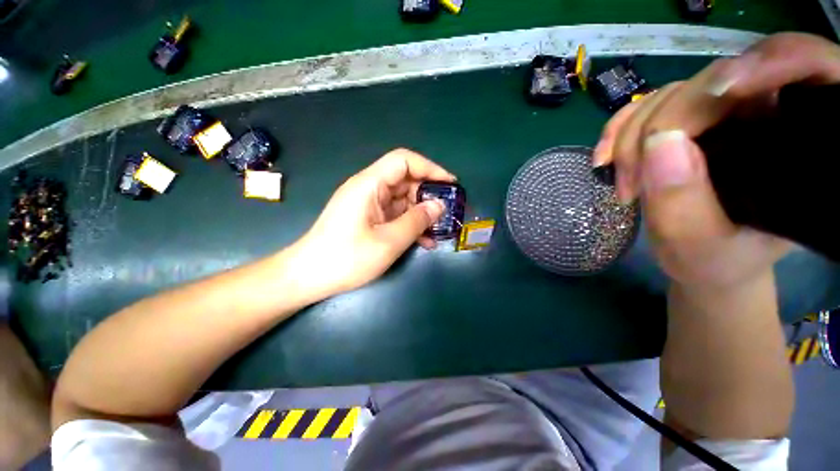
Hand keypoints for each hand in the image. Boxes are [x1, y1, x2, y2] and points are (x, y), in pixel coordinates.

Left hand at [290, 148, 455, 297]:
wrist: (309, 277)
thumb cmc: (346, 258)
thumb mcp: (389, 241)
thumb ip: (417, 221)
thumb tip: (439, 205)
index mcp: (369, 185)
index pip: (404, 161)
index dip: (430, 168)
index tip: (450, 184)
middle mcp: (369, 189)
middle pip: (405, 180)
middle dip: (429, 195)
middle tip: (448, 213)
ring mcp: (369, 205)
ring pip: (403, 200)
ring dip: (422, 213)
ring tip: (440, 230)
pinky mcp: (369, 219)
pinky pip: (395, 215)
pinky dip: (410, 224)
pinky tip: (425, 241)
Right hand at [593, 33, 839, 288]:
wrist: (704, 259)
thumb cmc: (716, 261)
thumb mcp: (699, 247)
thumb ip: (684, 202)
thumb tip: (659, 141)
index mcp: (800, 146)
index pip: (805, 70)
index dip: (769, 62)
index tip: (720, 93)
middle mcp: (767, 116)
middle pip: (716, 81)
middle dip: (661, 126)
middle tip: (633, 183)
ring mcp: (724, 114)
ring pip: (673, 93)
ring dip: (632, 136)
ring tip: (624, 185)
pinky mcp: (689, 120)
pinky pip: (648, 106)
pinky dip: (620, 129)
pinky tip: (605, 158)